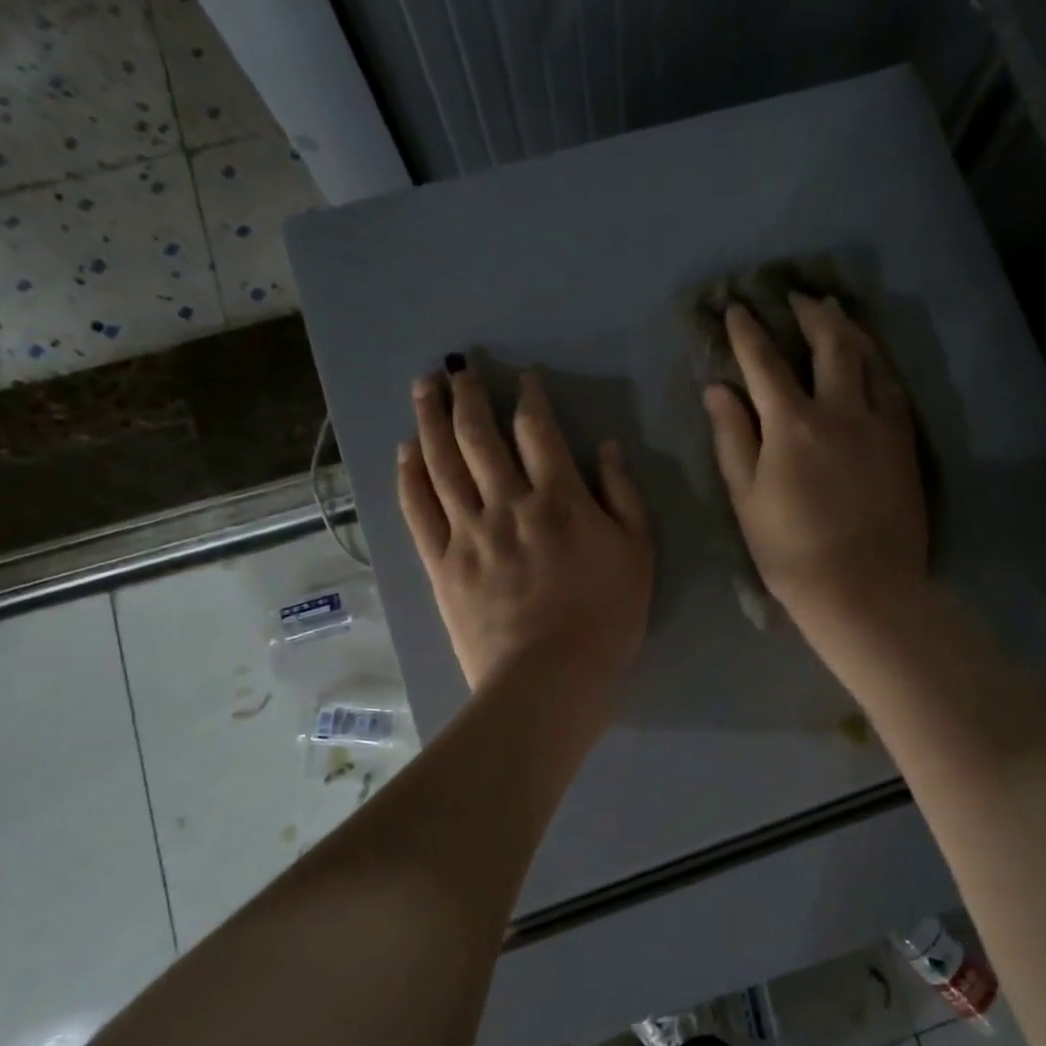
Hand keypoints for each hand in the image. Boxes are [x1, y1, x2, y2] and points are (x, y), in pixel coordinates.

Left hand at [398, 359, 654, 693]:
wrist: (550, 678)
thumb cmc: (606, 618)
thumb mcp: (639, 554)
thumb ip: (624, 495)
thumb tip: (607, 448)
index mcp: (559, 499)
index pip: (538, 431)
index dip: (528, 397)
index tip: (521, 378)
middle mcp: (508, 503)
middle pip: (479, 436)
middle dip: (466, 395)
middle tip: (455, 367)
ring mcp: (469, 533)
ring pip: (442, 463)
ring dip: (430, 420)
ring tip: (422, 387)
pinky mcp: (441, 563)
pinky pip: (419, 509)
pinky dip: (410, 476)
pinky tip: (405, 451)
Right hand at [703, 296, 927, 632]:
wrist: (863, 589)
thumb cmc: (791, 551)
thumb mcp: (747, 497)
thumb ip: (733, 437)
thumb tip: (718, 388)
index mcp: (793, 423)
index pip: (765, 362)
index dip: (748, 331)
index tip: (736, 308)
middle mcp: (841, 410)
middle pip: (829, 345)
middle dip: (811, 314)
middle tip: (799, 295)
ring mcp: (880, 424)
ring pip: (870, 359)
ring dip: (850, 329)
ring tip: (838, 312)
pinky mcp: (905, 443)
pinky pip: (894, 388)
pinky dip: (879, 364)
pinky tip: (874, 361)